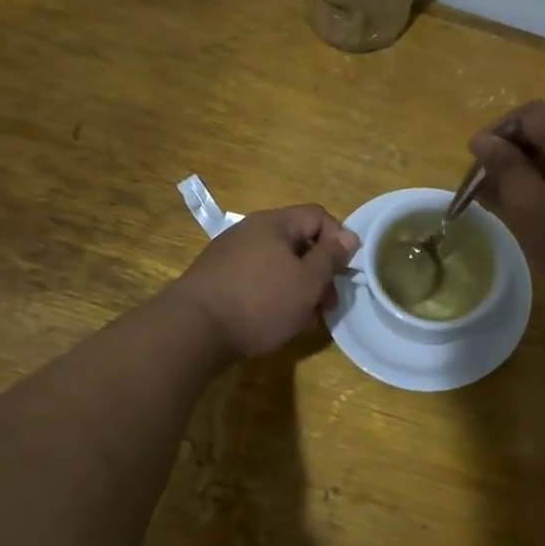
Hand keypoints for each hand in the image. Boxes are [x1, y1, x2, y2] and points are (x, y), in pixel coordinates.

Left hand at [168, 205, 359, 360]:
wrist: (194, 329)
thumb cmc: (261, 301)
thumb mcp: (308, 281)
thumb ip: (331, 257)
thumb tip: (350, 236)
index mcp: (274, 223)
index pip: (318, 216)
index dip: (339, 240)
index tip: (344, 272)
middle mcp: (250, 230)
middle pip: (298, 241)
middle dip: (319, 271)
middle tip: (328, 304)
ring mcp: (230, 253)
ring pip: (278, 263)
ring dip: (298, 287)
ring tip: (304, 319)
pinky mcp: (217, 277)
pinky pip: (257, 278)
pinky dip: (274, 294)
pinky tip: (276, 320)